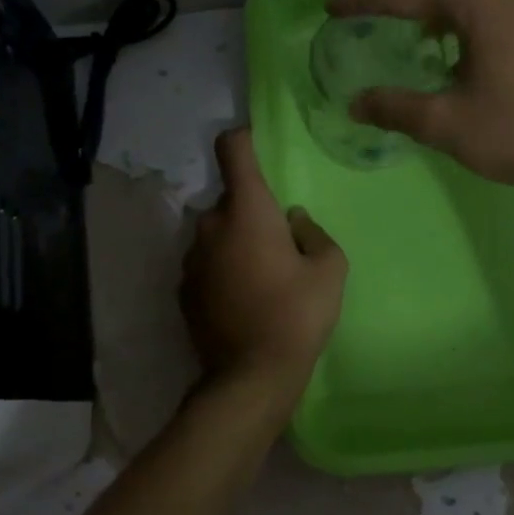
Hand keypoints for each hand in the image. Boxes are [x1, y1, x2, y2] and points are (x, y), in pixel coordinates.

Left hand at [181, 129, 346, 406]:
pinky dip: (222, 269)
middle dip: (252, 211)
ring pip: (216, 233)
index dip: (244, 139)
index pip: (232, 149)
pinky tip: (243, 299)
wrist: (251, 375)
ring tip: (261, 277)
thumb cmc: (297, 314)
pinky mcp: (183, 289)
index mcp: (246, 210)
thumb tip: (293, 222)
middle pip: (230, 200)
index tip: (259, 146)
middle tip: (280, 243)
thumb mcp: (330, 270)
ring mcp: (191, 258)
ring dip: (235, 242)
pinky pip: (206, 263)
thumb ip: (313, 233)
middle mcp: (210, 225)